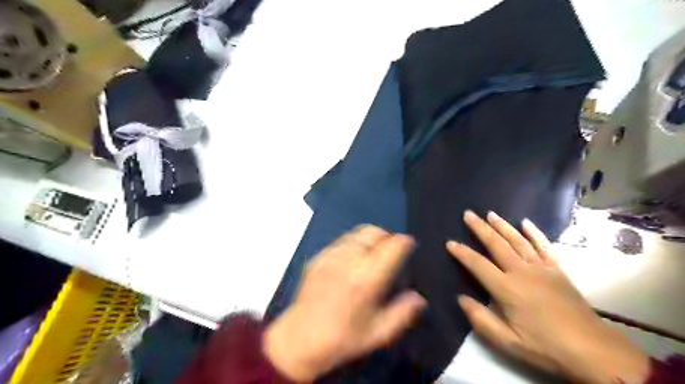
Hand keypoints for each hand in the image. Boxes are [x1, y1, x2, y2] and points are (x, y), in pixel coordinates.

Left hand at [264, 225, 426, 380]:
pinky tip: (351, 260)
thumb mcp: (378, 334)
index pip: (391, 247)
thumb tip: (418, 299)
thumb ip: (402, 314)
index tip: (407, 244)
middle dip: (386, 236)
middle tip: (389, 249)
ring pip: (356, 233)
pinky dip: (351, 244)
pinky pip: (340, 241)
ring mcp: (330, 257)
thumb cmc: (342, 339)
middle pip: (373, 232)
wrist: (300, 339)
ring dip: (369, 238)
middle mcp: (349, 261)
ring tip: (371, 253)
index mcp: (367, 279)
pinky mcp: (317, 258)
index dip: (403, 242)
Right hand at [448, 211, 648, 381]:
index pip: (478, 264)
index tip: (449, 242)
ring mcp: (541, 268)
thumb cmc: (545, 347)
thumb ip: (480, 319)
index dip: (462, 252)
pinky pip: (543, 246)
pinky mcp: (557, 270)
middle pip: (496, 244)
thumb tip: (461, 298)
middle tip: (468, 214)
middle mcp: (522, 272)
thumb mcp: (507, 342)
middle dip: (480, 228)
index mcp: (507, 289)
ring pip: (517, 240)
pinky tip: (525, 222)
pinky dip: (534, 233)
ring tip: (489, 213)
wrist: (592, 350)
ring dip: (502, 225)